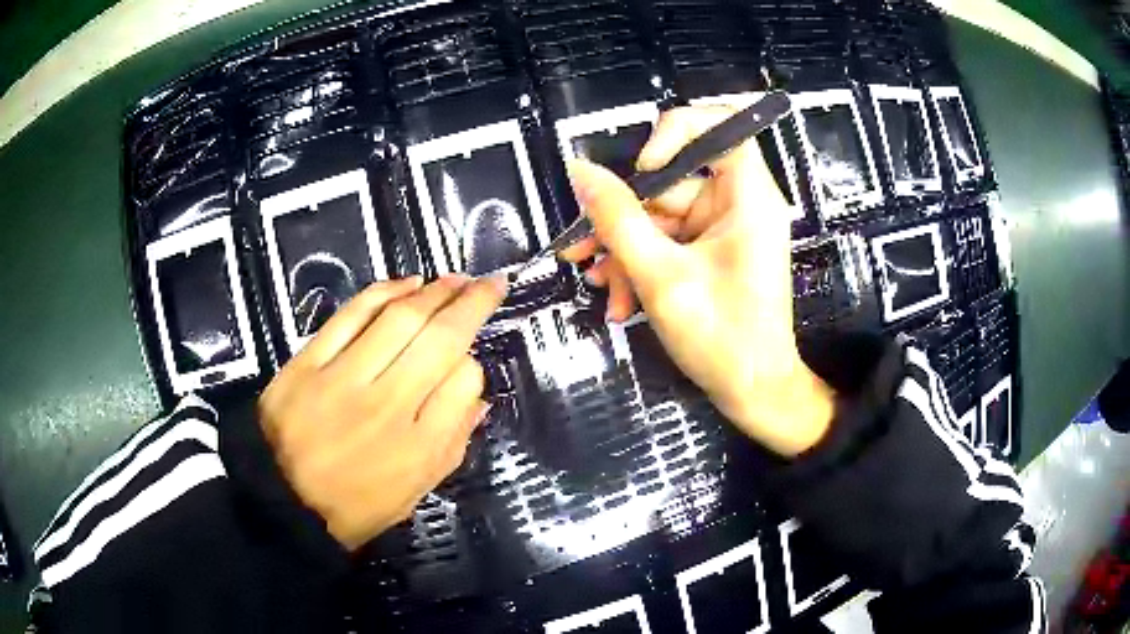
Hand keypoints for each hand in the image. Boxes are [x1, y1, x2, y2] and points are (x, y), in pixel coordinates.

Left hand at [257, 275, 506, 548]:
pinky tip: (407, 284)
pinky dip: (383, 292)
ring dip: (434, 292)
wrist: (279, 500)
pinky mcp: (309, 362)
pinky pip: (352, 315)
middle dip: (472, 305)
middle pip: (440, 340)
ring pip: (400, 320)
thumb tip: (479, 399)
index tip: (468, 365)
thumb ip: (451, 446)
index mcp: (418, 448)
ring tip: (455, 279)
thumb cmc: (353, 507)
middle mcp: (388, 407)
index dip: (475, 366)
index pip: (464, 383)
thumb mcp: (413, 495)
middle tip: (490, 284)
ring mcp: (345, 379)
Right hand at [562, 106, 834, 456]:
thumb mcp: (660, 277)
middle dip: (623, 218)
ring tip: (596, 284)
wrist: (753, 394)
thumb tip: (579, 170)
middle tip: (581, 249)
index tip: (641, 167)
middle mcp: (739, 205)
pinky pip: (668, 243)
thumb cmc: (722, 337)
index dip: (675, 132)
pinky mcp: (711, 254)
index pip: (721, 126)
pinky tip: (617, 299)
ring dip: (624, 251)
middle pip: (673, 181)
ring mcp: (723, 231)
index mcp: (748, 197)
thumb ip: (617, 219)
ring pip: (661, 218)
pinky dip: (641, 266)